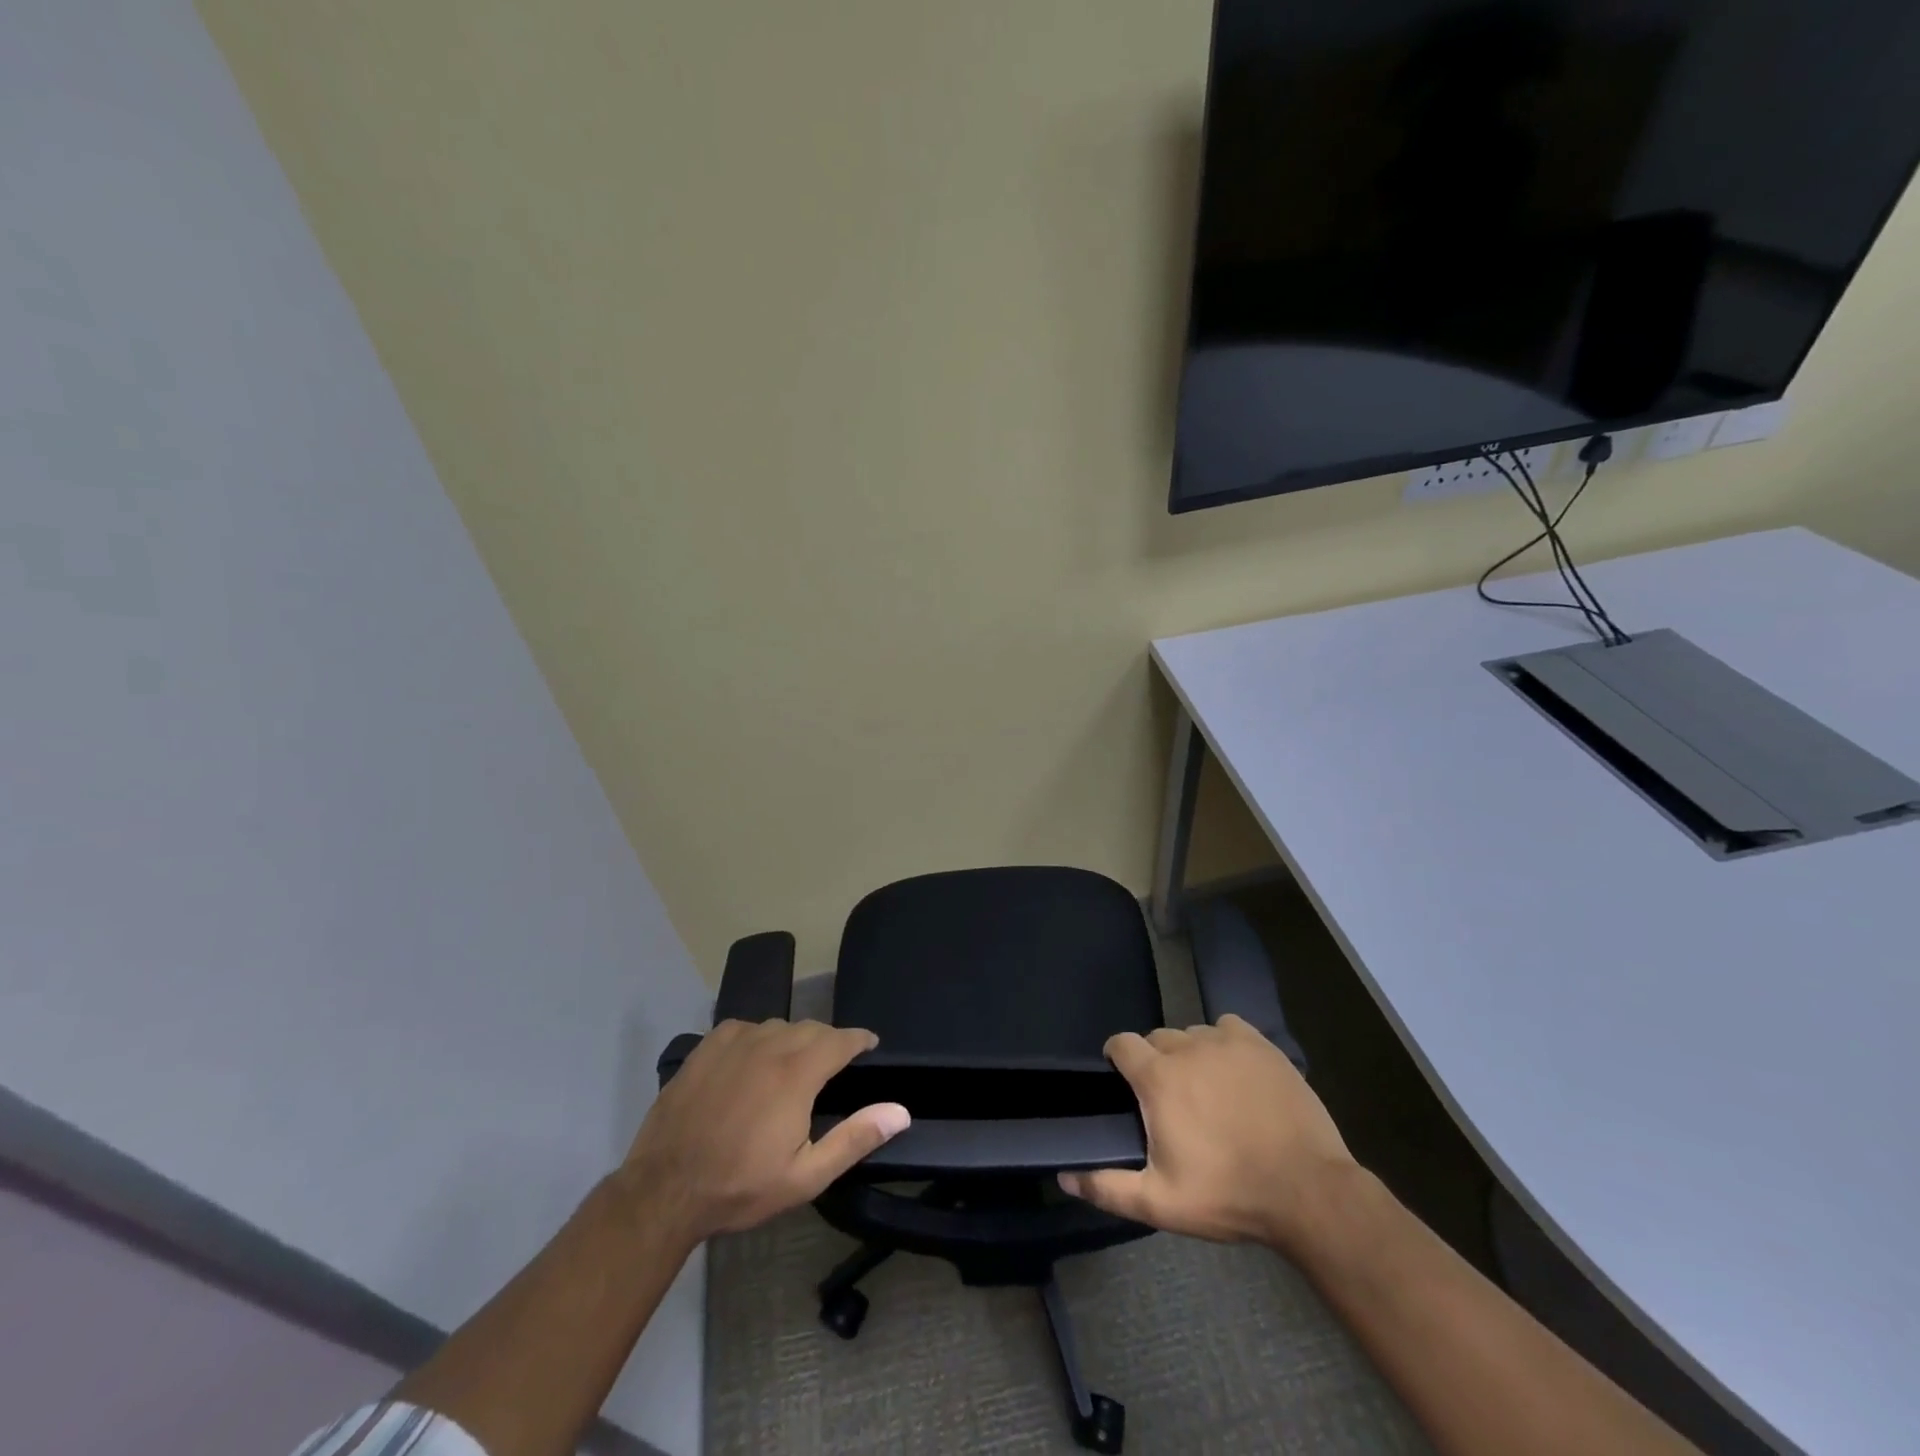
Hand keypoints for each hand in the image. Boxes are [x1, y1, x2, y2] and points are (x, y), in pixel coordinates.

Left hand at [616, 1019, 909, 1246]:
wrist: (664, 1189)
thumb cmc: (740, 1185)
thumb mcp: (806, 1176)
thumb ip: (855, 1138)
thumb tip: (900, 1111)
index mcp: (797, 1073)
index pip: (841, 1039)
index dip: (859, 1039)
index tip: (870, 1045)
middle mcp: (769, 1045)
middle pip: (811, 1028)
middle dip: (829, 1041)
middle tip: (833, 1065)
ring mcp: (734, 1042)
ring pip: (778, 1026)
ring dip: (794, 1039)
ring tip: (794, 1064)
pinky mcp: (707, 1047)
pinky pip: (744, 1028)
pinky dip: (758, 1038)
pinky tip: (754, 1060)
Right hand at [1058, 1014, 1355, 1252]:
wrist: (1309, 1192)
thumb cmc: (1229, 1195)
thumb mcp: (1162, 1203)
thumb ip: (1108, 1187)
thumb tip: (1063, 1176)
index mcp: (1158, 1077)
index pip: (1121, 1043)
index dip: (1117, 1058)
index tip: (1123, 1081)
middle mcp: (1187, 1047)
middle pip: (1157, 1038)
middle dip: (1155, 1061)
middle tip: (1169, 1100)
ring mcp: (1227, 1042)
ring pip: (1193, 1034)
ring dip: (1189, 1054)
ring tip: (1205, 1090)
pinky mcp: (1261, 1045)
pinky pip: (1228, 1028)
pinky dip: (1224, 1042)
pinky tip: (1235, 1071)